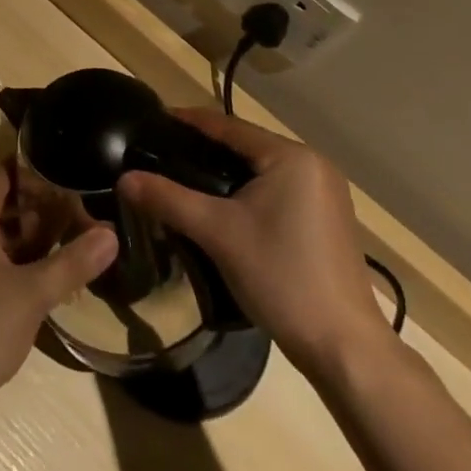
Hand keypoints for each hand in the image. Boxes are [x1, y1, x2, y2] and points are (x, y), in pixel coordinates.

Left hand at [0, 164, 116, 424]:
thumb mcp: (33, 293)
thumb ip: (72, 262)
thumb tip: (111, 235)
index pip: (2, 177)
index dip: (33, 170)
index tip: (66, 167)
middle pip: (4, 206)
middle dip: (40, 206)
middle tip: (80, 206)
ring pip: (2, 237)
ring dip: (34, 236)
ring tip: (74, 236)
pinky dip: (22, 261)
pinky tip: (52, 274)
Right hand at [116, 109, 386, 375]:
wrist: (345, 350)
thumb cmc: (282, 277)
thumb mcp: (217, 233)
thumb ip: (169, 199)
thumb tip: (125, 179)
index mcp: (291, 156)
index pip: (228, 126)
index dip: (188, 122)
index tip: (153, 121)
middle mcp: (314, 165)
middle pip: (245, 146)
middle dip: (204, 150)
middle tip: (162, 156)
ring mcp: (326, 195)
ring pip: (261, 171)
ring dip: (225, 174)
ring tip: (184, 180)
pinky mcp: (328, 221)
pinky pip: (277, 191)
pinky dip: (248, 193)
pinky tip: (223, 210)